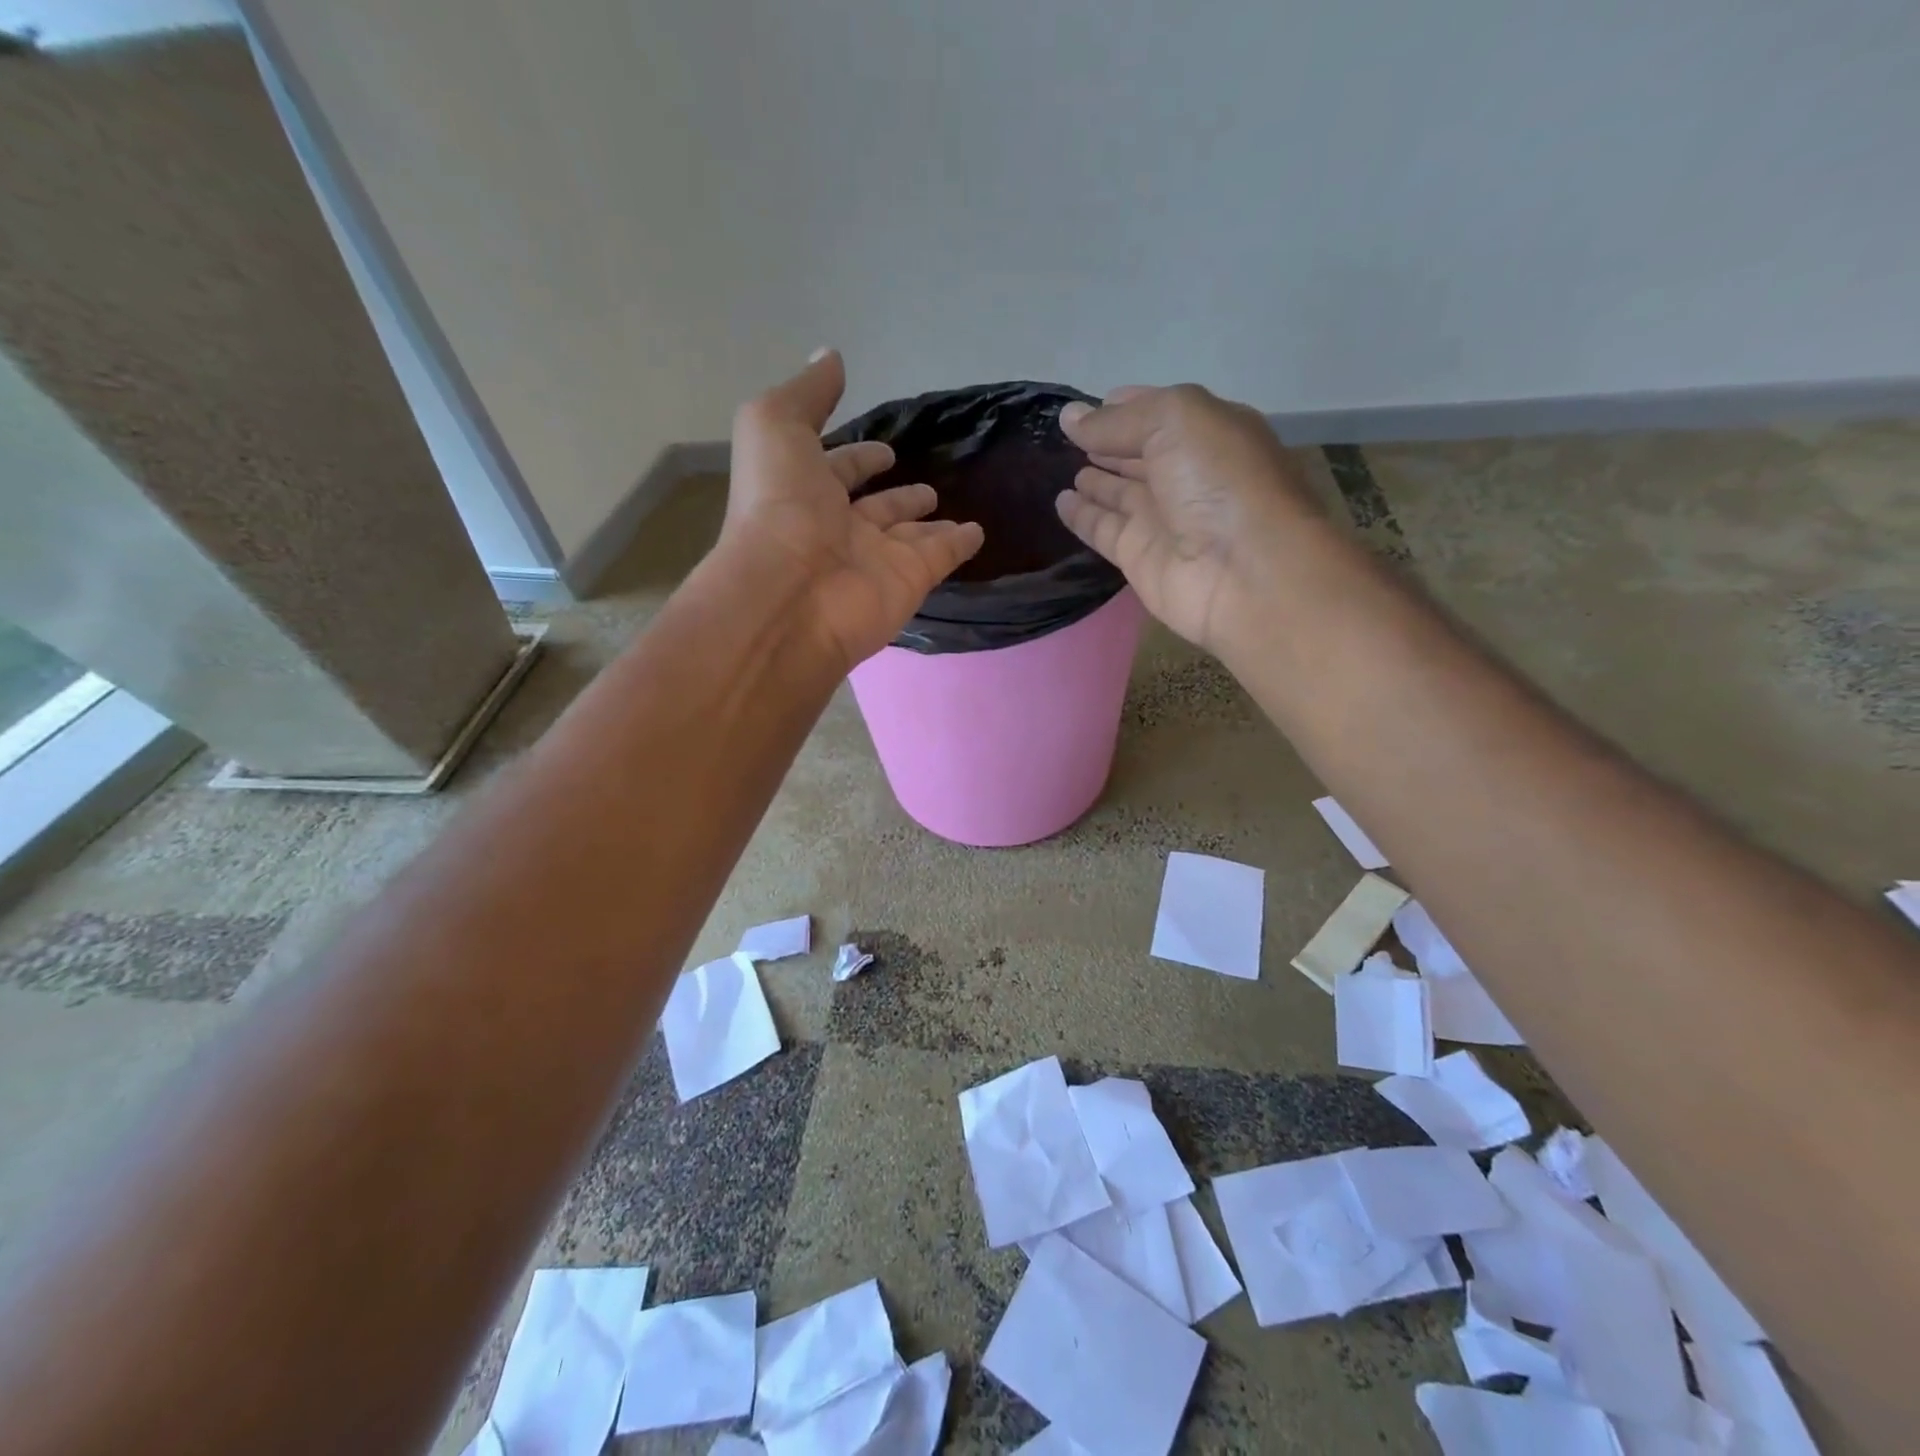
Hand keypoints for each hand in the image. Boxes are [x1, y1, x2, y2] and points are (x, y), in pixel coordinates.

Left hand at [720, 350, 983, 671]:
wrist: (792, 593)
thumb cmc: (779, 505)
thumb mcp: (775, 427)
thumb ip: (807, 393)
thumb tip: (831, 356)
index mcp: (804, 492)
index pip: (836, 470)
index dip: (857, 457)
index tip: (884, 449)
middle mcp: (839, 528)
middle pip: (875, 508)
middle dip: (896, 495)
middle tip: (925, 485)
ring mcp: (876, 558)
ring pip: (909, 536)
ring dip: (927, 521)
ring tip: (948, 504)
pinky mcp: (910, 581)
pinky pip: (940, 557)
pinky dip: (959, 544)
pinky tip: (978, 532)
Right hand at [1054, 384, 1325, 653]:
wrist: (1242, 571)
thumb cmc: (1219, 481)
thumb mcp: (1175, 421)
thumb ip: (1118, 420)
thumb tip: (1069, 417)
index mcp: (1209, 433)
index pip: (1161, 413)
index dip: (1126, 406)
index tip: (1087, 405)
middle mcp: (1188, 474)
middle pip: (1140, 454)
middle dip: (1109, 443)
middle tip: (1066, 437)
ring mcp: (1164, 519)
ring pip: (1121, 494)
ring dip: (1095, 480)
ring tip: (1059, 465)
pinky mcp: (1140, 557)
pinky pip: (1104, 530)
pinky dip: (1082, 516)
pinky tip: (1060, 502)